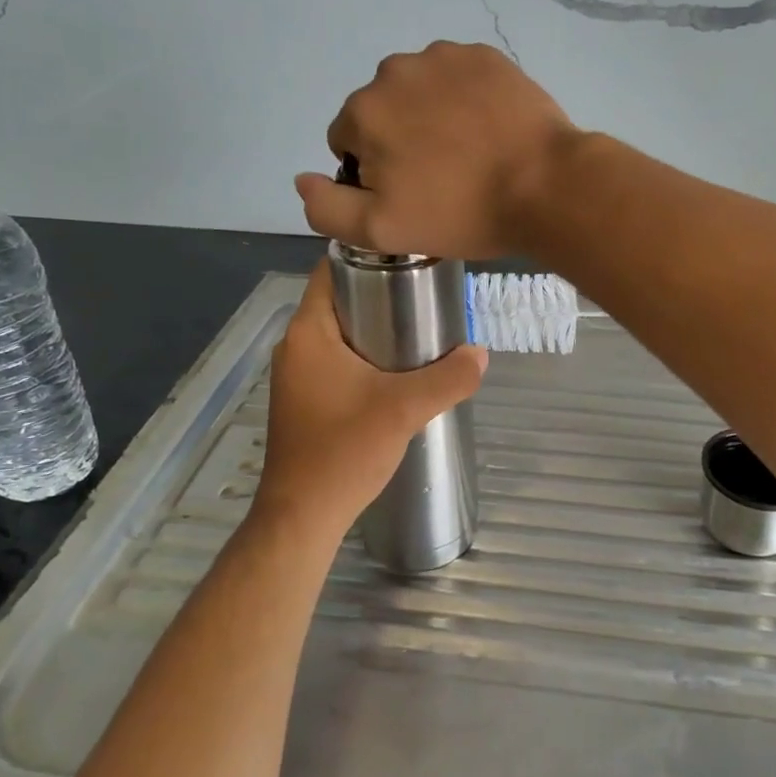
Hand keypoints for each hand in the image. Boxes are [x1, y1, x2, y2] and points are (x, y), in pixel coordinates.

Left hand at [253, 259, 487, 538]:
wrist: (303, 517)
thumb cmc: (344, 451)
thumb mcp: (404, 410)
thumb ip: (448, 378)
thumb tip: (481, 353)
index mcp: (308, 333)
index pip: (330, 271)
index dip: (367, 259)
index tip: (408, 261)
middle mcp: (294, 347)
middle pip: (339, 302)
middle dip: (380, 296)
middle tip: (425, 298)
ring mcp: (296, 376)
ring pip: (338, 335)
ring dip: (374, 330)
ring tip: (420, 333)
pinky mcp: (303, 401)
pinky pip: (335, 362)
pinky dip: (363, 358)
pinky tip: (396, 374)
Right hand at [295, 41, 580, 258]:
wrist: (545, 185)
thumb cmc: (461, 212)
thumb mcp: (381, 230)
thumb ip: (326, 207)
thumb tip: (302, 178)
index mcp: (364, 111)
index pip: (347, 143)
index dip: (372, 173)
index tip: (410, 194)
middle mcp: (395, 71)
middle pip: (382, 112)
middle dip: (399, 141)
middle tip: (441, 177)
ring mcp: (444, 57)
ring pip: (420, 92)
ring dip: (431, 116)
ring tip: (469, 154)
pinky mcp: (485, 56)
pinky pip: (458, 79)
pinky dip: (465, 99)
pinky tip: (489, 130)